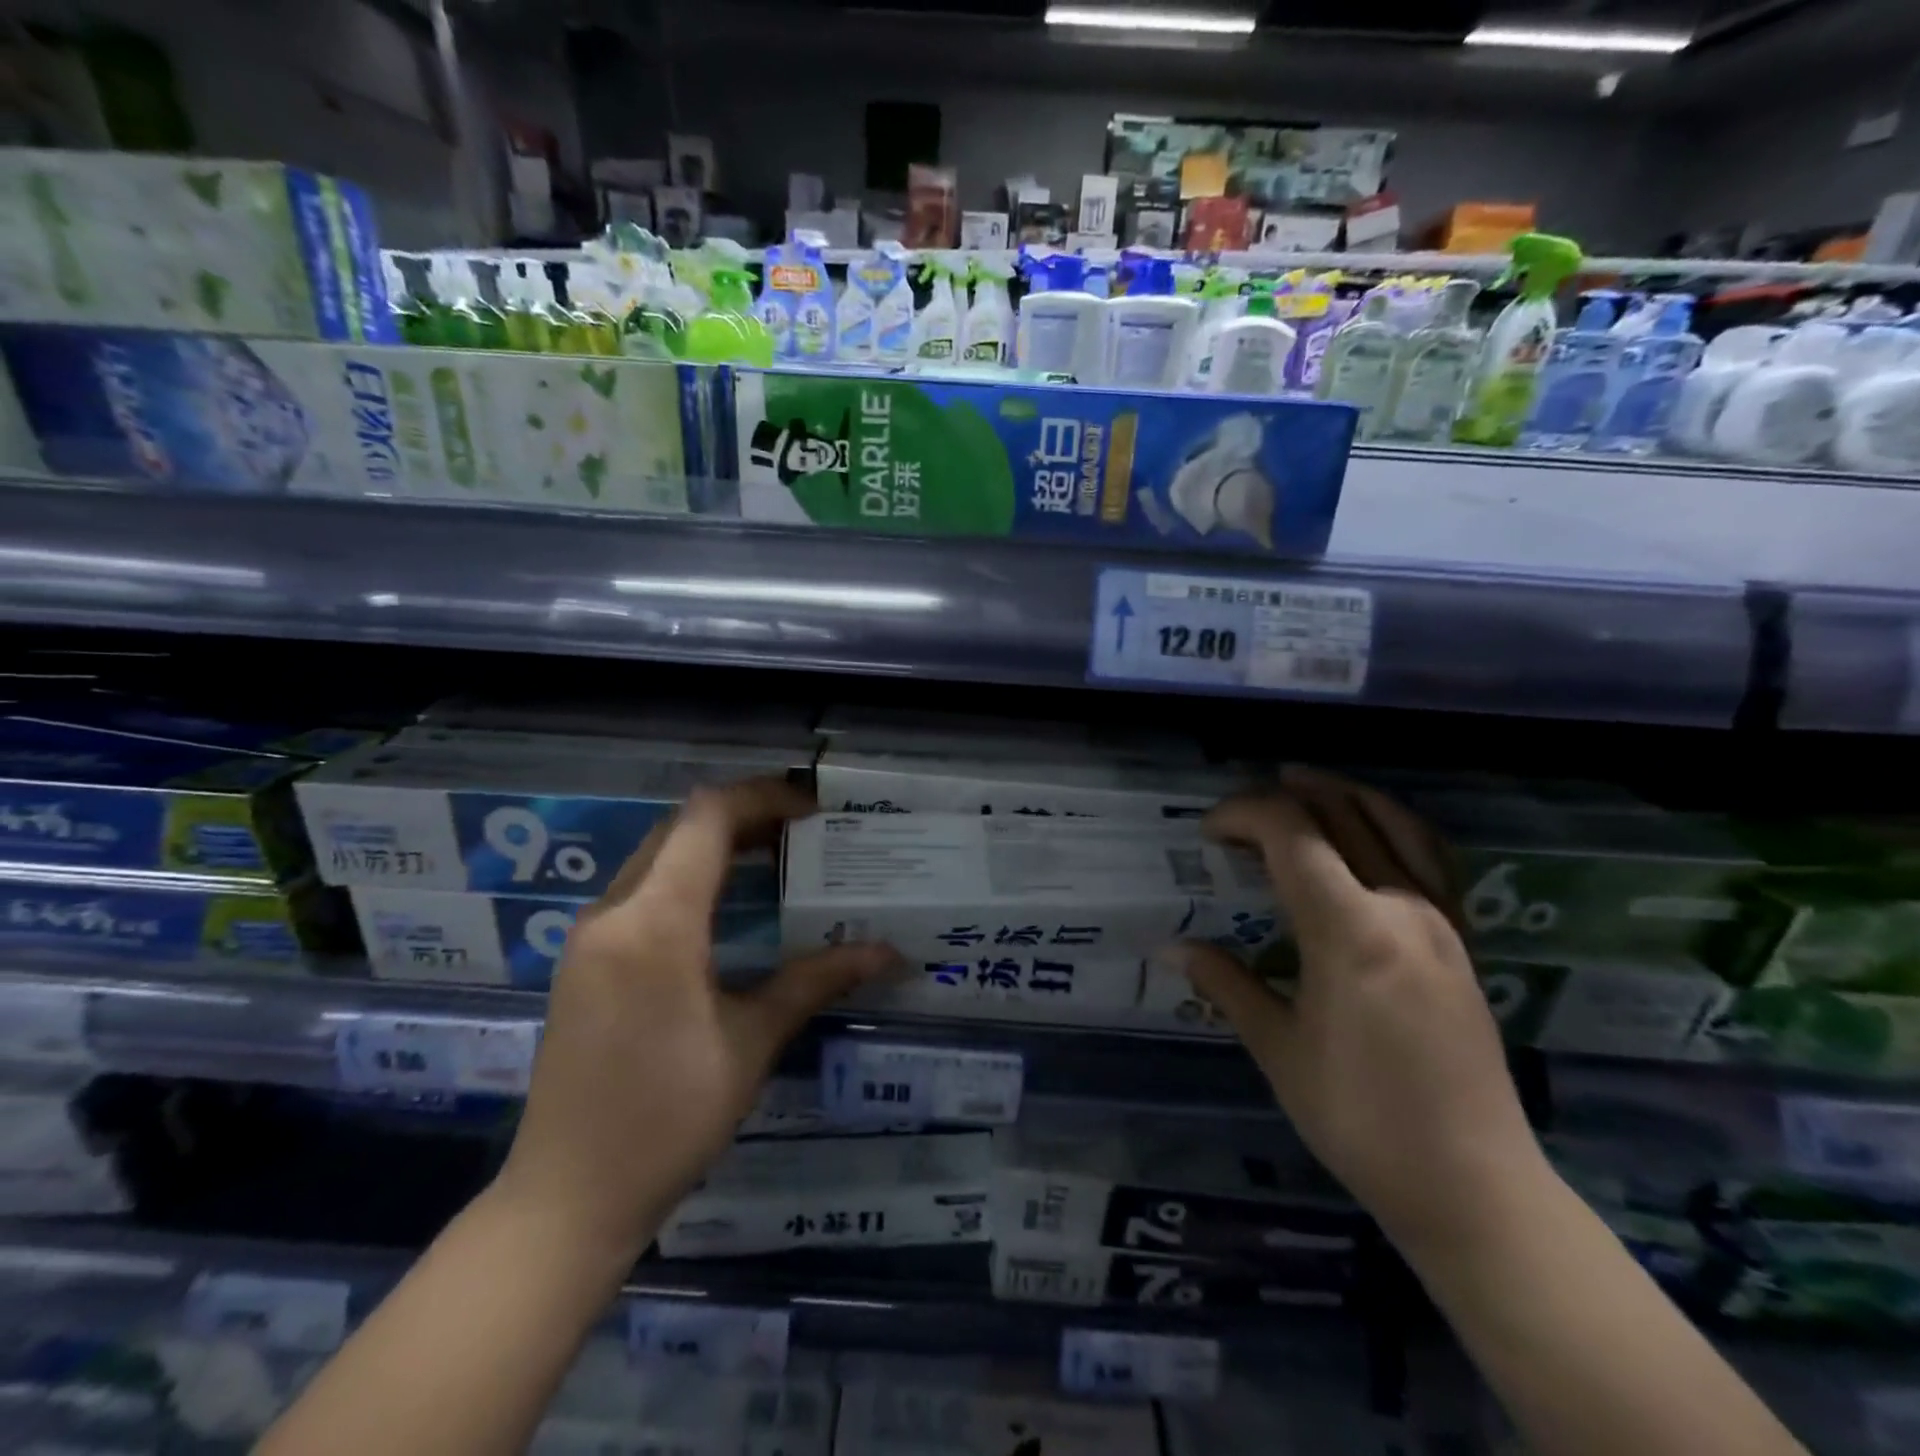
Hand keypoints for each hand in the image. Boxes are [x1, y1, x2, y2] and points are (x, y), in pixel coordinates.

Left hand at [492, 777, 901, 1259]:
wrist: (566, 1200)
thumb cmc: (667, 1119)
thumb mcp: (751, 1043)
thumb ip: (816, 980)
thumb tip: (888, 952)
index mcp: (656, 923)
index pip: (707, 818)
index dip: (763, 796)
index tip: (814, 808)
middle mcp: (614, 911)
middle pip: (681, 827)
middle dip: (746, 816)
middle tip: (806, 832)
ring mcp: (590, 934)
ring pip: (658, 854)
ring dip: (716, 844)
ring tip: (777, 858)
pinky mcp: (584, 958)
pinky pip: (641, 888)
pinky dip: (688, 875)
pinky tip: (728, 905)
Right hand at [1175, 769, 1549, 1257]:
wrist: (1473, 1186)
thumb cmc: (1359, 1118)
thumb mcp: (1279, 1050)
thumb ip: (1226, 984)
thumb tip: (1172, 947)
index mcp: (1350, 929)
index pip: (1291, 833)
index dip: (1242, 815)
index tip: (1207, 835)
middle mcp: (1401, 906)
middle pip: (1340, 815)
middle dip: (1283, 798)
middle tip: (1239, 814)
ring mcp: (1440, 921)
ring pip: (1393, 823)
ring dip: (1342, 794)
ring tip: (1303, 784)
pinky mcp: (1462, 941)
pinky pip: (1430, 856)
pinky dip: (1392, 823)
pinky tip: (1371, 830)